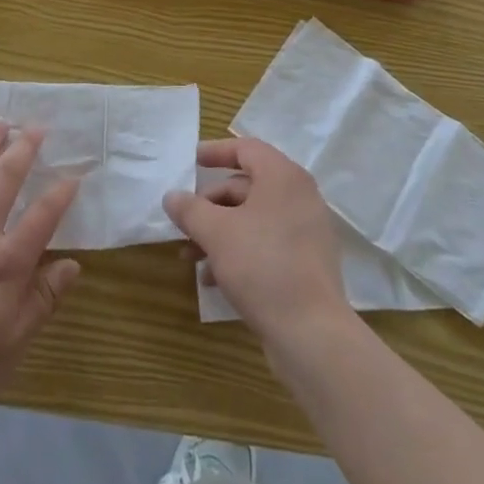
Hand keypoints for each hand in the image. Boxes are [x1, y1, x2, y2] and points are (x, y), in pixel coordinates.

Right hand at [164, 138, 350, 351]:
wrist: (312, 334)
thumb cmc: (262, 266)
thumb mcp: (217, 233)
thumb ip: (191, 209)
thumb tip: (172, 196)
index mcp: (283, 177)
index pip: (246, 149)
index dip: (216, 152)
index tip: (191, 161)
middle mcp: (299, 197)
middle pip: (246, 186)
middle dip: (210, 205)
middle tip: (184, 223)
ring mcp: (306, 231)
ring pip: (253, 219)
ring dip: (219, 232)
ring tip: (190, 258)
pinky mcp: (306, 263)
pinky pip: (266, 244)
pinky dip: (239, 252)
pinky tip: (213, 279)